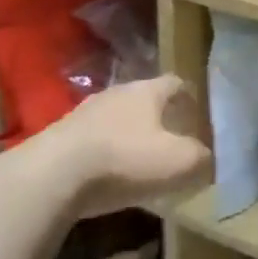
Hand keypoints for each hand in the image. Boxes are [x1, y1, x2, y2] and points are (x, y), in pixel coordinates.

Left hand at [33, 75, 210, 216]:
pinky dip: (106, 153)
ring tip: (141, 159)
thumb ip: (200, 157)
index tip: (198, 112)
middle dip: (159, 116)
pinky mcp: (60, 138)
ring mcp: (84, 114)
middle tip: (173, 137)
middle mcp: (116, 93)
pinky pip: (93, 141)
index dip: (189, 96)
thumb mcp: (179, 161)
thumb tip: (205, 157)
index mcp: (147, 91)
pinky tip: (110, 175)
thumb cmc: (125, 159)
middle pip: (144, 99)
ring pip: (116, 119)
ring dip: (129, 135)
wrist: (52, 176)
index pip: (176, 82)